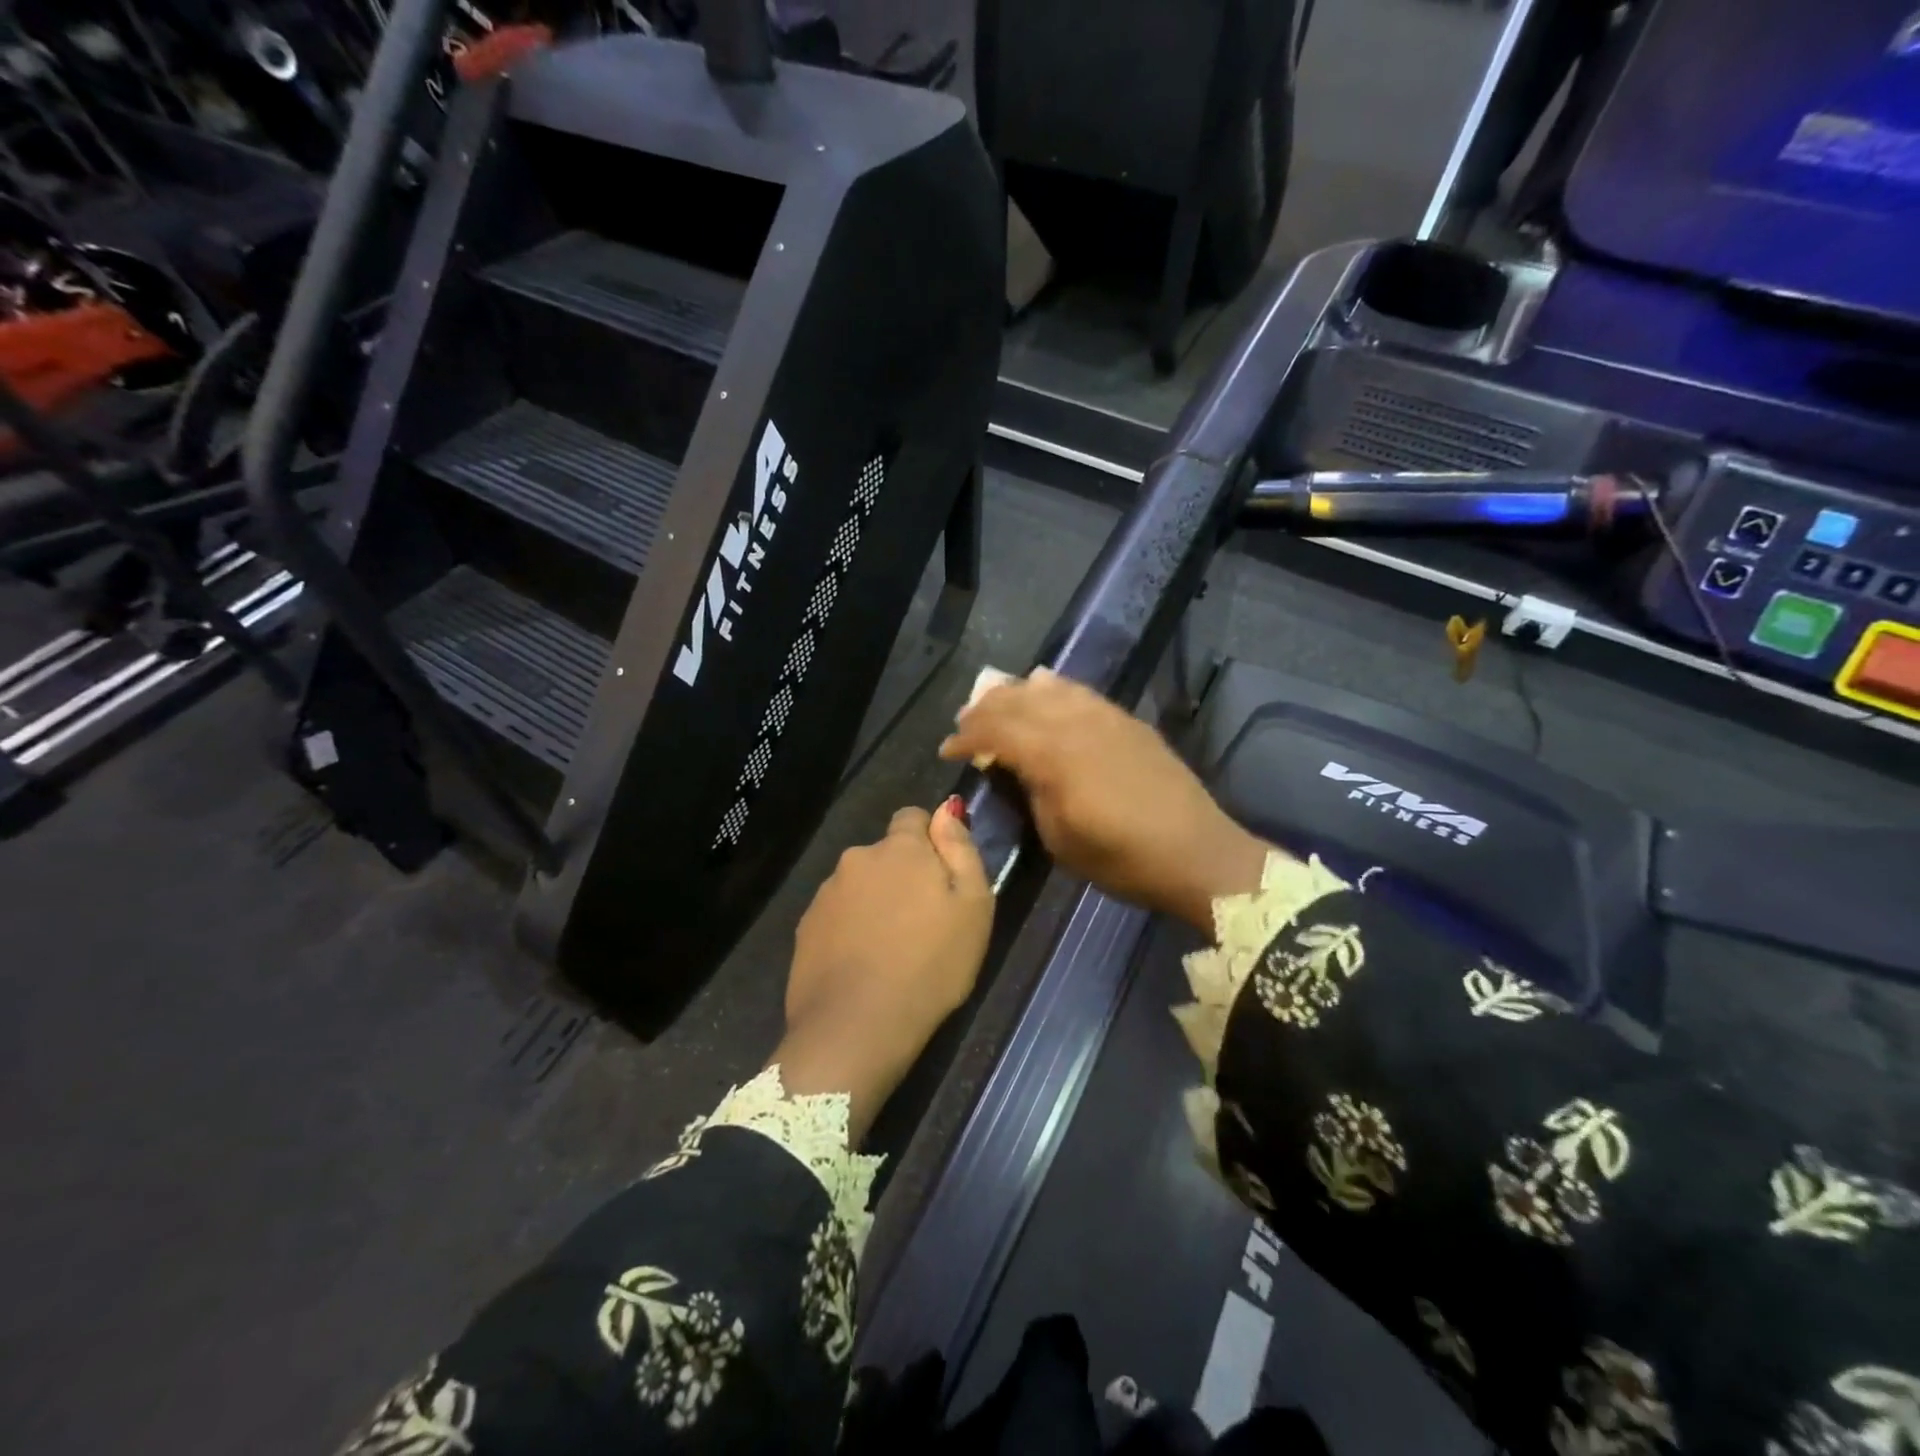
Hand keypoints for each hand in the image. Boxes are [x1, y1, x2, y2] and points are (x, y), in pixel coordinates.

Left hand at [775, 801, 992, 1142]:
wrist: (856, 1027)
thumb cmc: (930, 966)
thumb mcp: (973, 906)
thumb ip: (961, 849)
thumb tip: (947, 809)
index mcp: (900, 848)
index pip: (912, 817)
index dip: (930, 841)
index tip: (941, 878)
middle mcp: (857, 858)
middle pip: (885, 854)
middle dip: (902, 875)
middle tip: (922, 922)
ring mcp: (826, 893)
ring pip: (860, 885)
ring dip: (875, 902)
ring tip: (891, 949)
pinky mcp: (805, 927)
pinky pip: (837, 916)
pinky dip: (850, 929)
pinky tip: (862, 965)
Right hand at [940, 668, 1271, 933]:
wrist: (1196, 853)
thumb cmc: (1121, 859)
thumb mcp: (1059, 837)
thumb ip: (1030, 792)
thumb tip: (1012, 766)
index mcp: (1053, 756)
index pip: (995, 731)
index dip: (965, 738)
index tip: (947, 752)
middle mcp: (1075, 724)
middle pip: (1017, 701)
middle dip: (983, 710)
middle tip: (963, 724)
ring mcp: (1105, 717)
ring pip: (1048, 689)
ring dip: (1015, 694)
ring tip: (996, 702)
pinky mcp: (1126, 720)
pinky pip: (1080, 692)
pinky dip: (1053, 688)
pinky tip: (1043, 688)